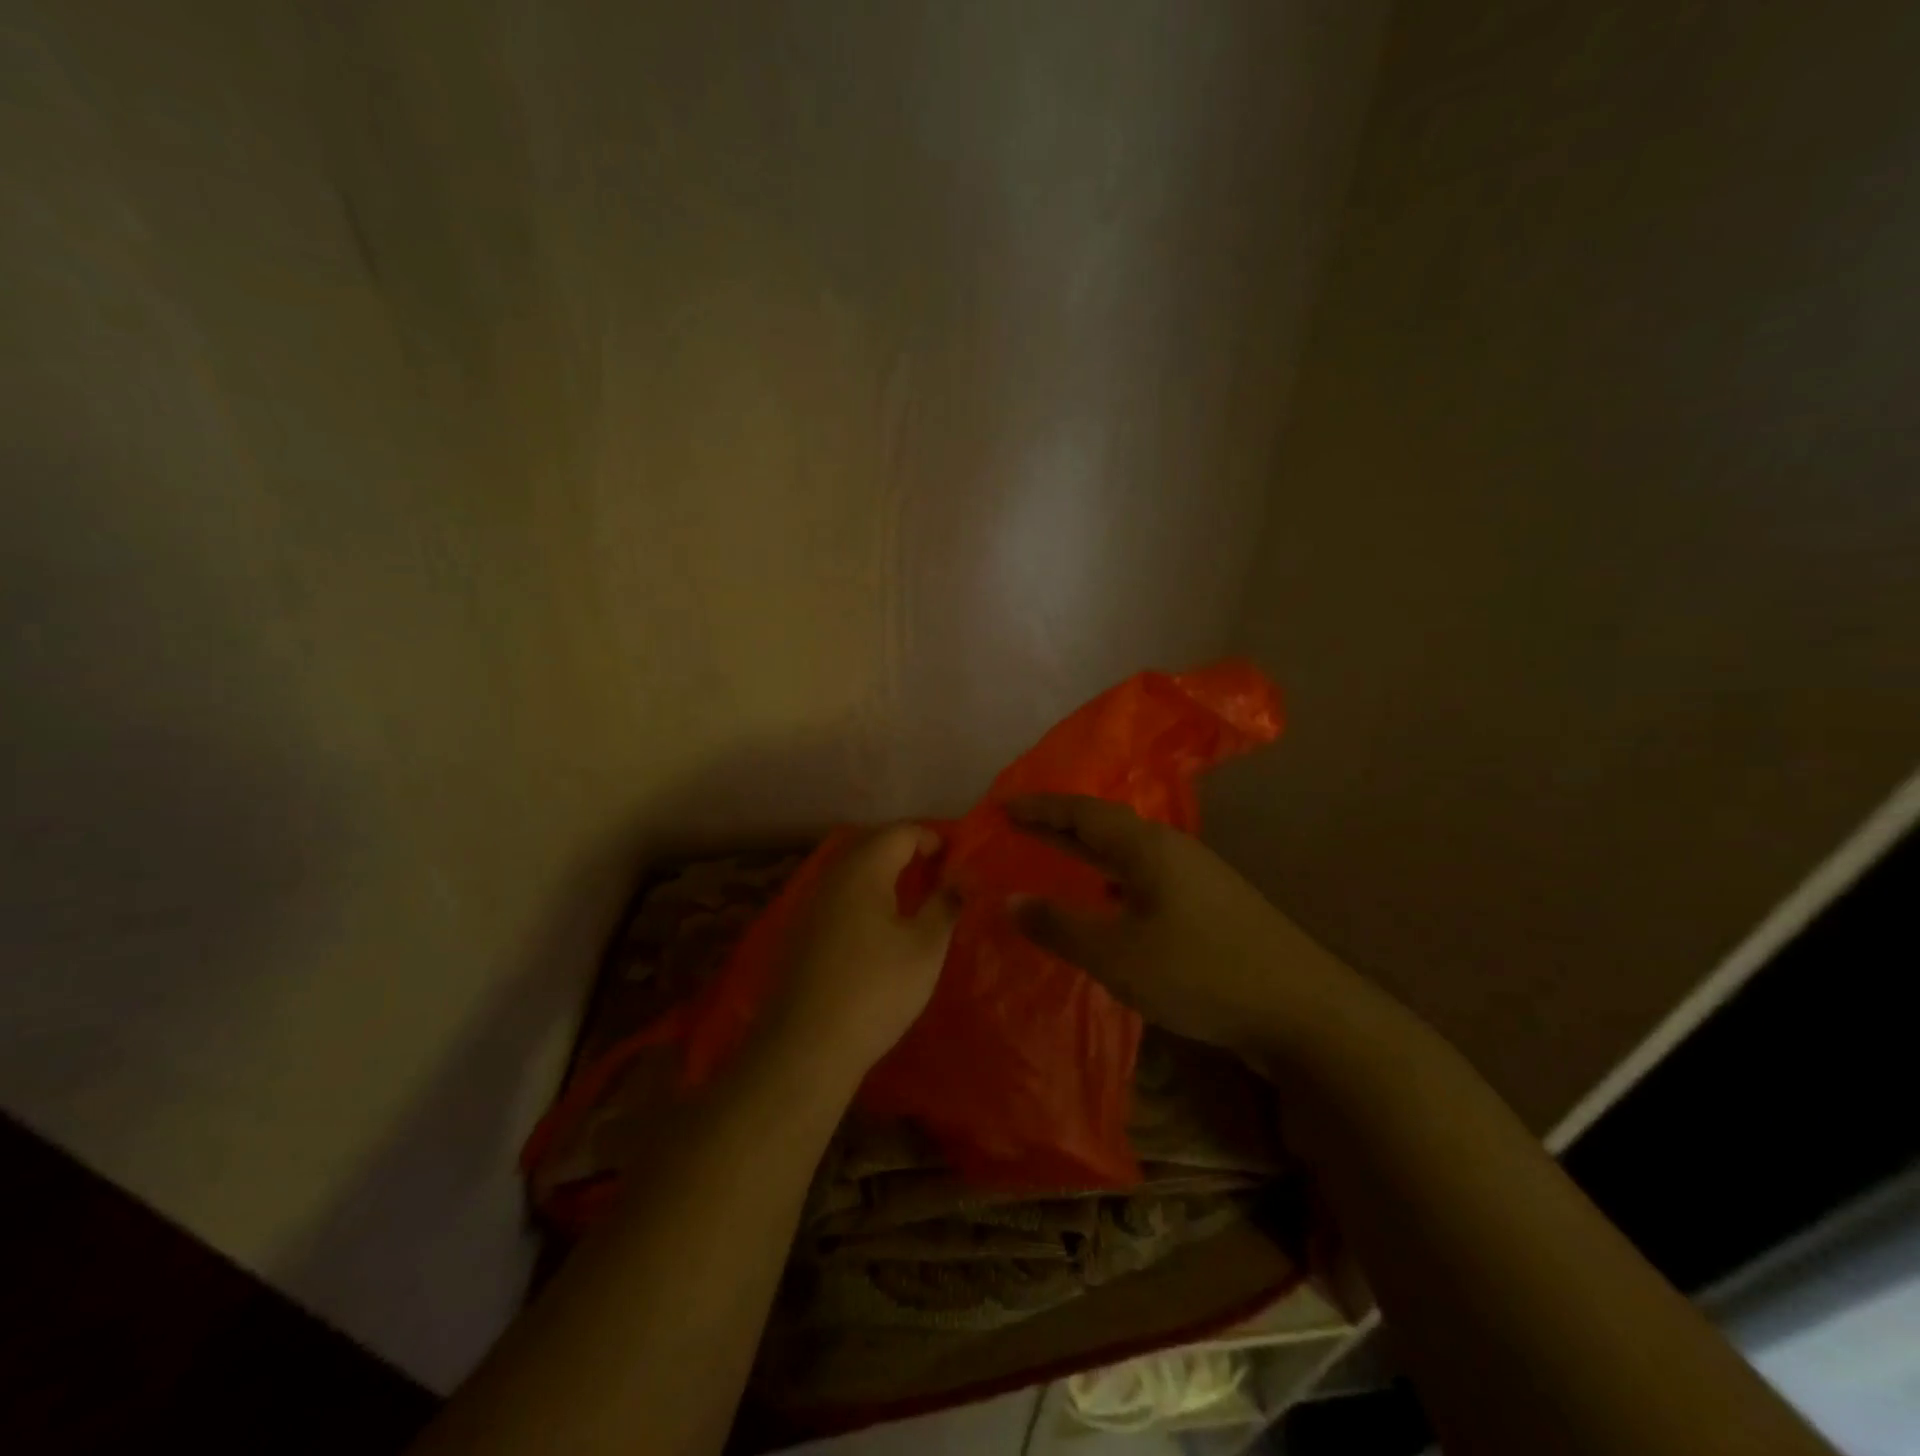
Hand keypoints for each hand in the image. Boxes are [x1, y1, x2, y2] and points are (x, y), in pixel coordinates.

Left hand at [771, 824, 957, 1082]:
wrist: (806, 1046)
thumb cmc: (876, 990)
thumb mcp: (925, 948)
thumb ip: (944, 906)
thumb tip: (957, 881)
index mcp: (863, 870)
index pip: (900, 832)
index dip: (931, 837)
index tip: (956, 858)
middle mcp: (832, 877)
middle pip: (872, 844)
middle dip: (906, 849)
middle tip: (937, 870)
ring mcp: (812, 904)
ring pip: (853, 870)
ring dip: (884, 872)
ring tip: (913, 895)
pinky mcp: (802, 932)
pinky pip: (840, 895)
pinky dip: (865, 895)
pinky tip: (880, 925)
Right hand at [1007, 794, 1367, 1058]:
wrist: (1303, 1011)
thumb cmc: (1201, 972)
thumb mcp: (1118, 955)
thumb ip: (1060, 926)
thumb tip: (1011, 900)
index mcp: (1148, 847)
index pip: (1082, 812)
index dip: (1040, 808)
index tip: (1001, 805)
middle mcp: (1172, 851)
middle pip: (1105, 827)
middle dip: (1059, 826)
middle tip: (1018, 825)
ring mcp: (1195, 878)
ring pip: (1128, 855)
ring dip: (1088, 854)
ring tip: (1054, 859)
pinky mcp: (1210, 907)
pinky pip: (1145, 879)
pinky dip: (1112, 881)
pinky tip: (1106, 905)